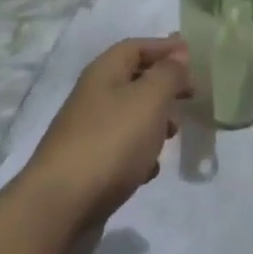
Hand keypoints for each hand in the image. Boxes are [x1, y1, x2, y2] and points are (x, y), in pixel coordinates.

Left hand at [22, 38, 191, 236]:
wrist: (59, 207)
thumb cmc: (110, 142)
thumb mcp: (149, 99)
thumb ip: (168, 74)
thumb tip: (179, 53)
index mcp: (104, 73)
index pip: (136, 46)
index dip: (164, 48)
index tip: (192, 56)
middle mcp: (93, 97)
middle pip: (133, 81)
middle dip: (163, 86)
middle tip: (190, 97)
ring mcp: (88, 133)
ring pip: (129, 116)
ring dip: (154, 121)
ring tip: (173, 135)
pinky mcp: (88, 166)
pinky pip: (120, 149)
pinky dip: (139, 153)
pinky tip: (149, 171)